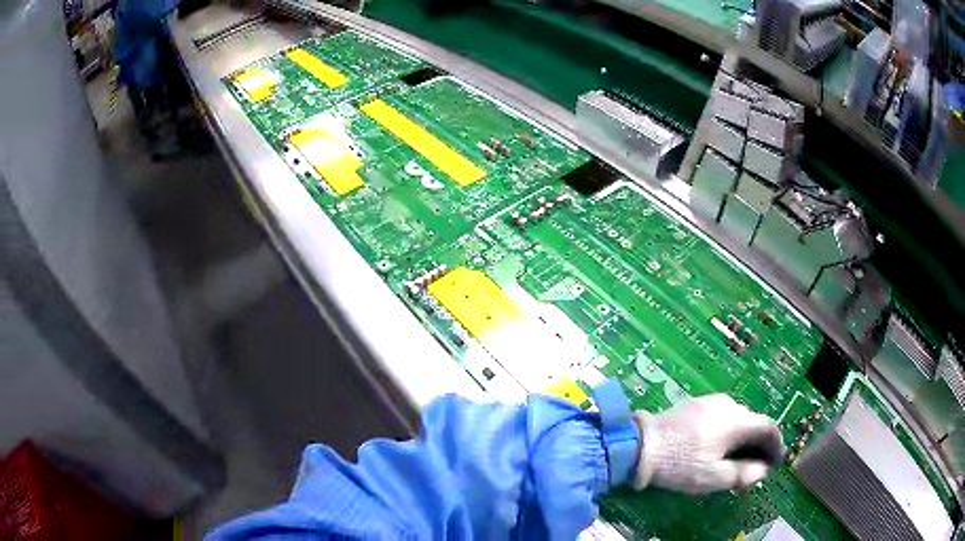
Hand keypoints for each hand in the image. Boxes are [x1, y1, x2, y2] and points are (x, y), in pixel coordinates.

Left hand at [632, 394, 783, 494]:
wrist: (639, 445)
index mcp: (737, 420)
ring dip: (743, 437)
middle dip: (758, 443)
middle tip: (756, 465)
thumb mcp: (713, 477)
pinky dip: (728, 431)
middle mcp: (729, 404)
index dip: (776, 444)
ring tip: (737, 458)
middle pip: (753, 422)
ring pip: (737, 419)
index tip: (775, 461)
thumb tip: (763, 470)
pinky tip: (718, 446)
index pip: (768, 427)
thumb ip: (743, 473)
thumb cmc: (680, 464)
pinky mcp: (695, 404)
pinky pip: (722, 416)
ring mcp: (711, 401)